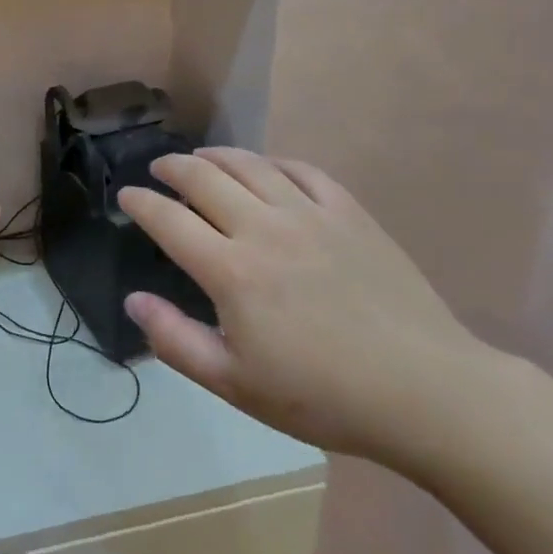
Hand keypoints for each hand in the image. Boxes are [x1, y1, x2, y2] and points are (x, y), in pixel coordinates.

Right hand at [118, 148, 487, 467]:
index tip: (126, 195)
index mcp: (231, 271)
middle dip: (171, 168)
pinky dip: (272, 162)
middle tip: (158, 170)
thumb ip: (176, 340)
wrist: (426, 392)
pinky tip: (265, 168)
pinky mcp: (349, 212)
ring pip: (249, 165)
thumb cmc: (323, 396)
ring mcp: (309, 215)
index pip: (168, 220)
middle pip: (203, 179)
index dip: (140, 202)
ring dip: (216, 157)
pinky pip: (301, 170)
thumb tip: (134, 300)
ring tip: (201, 158)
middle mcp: (264, 229)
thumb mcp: (236, 384)